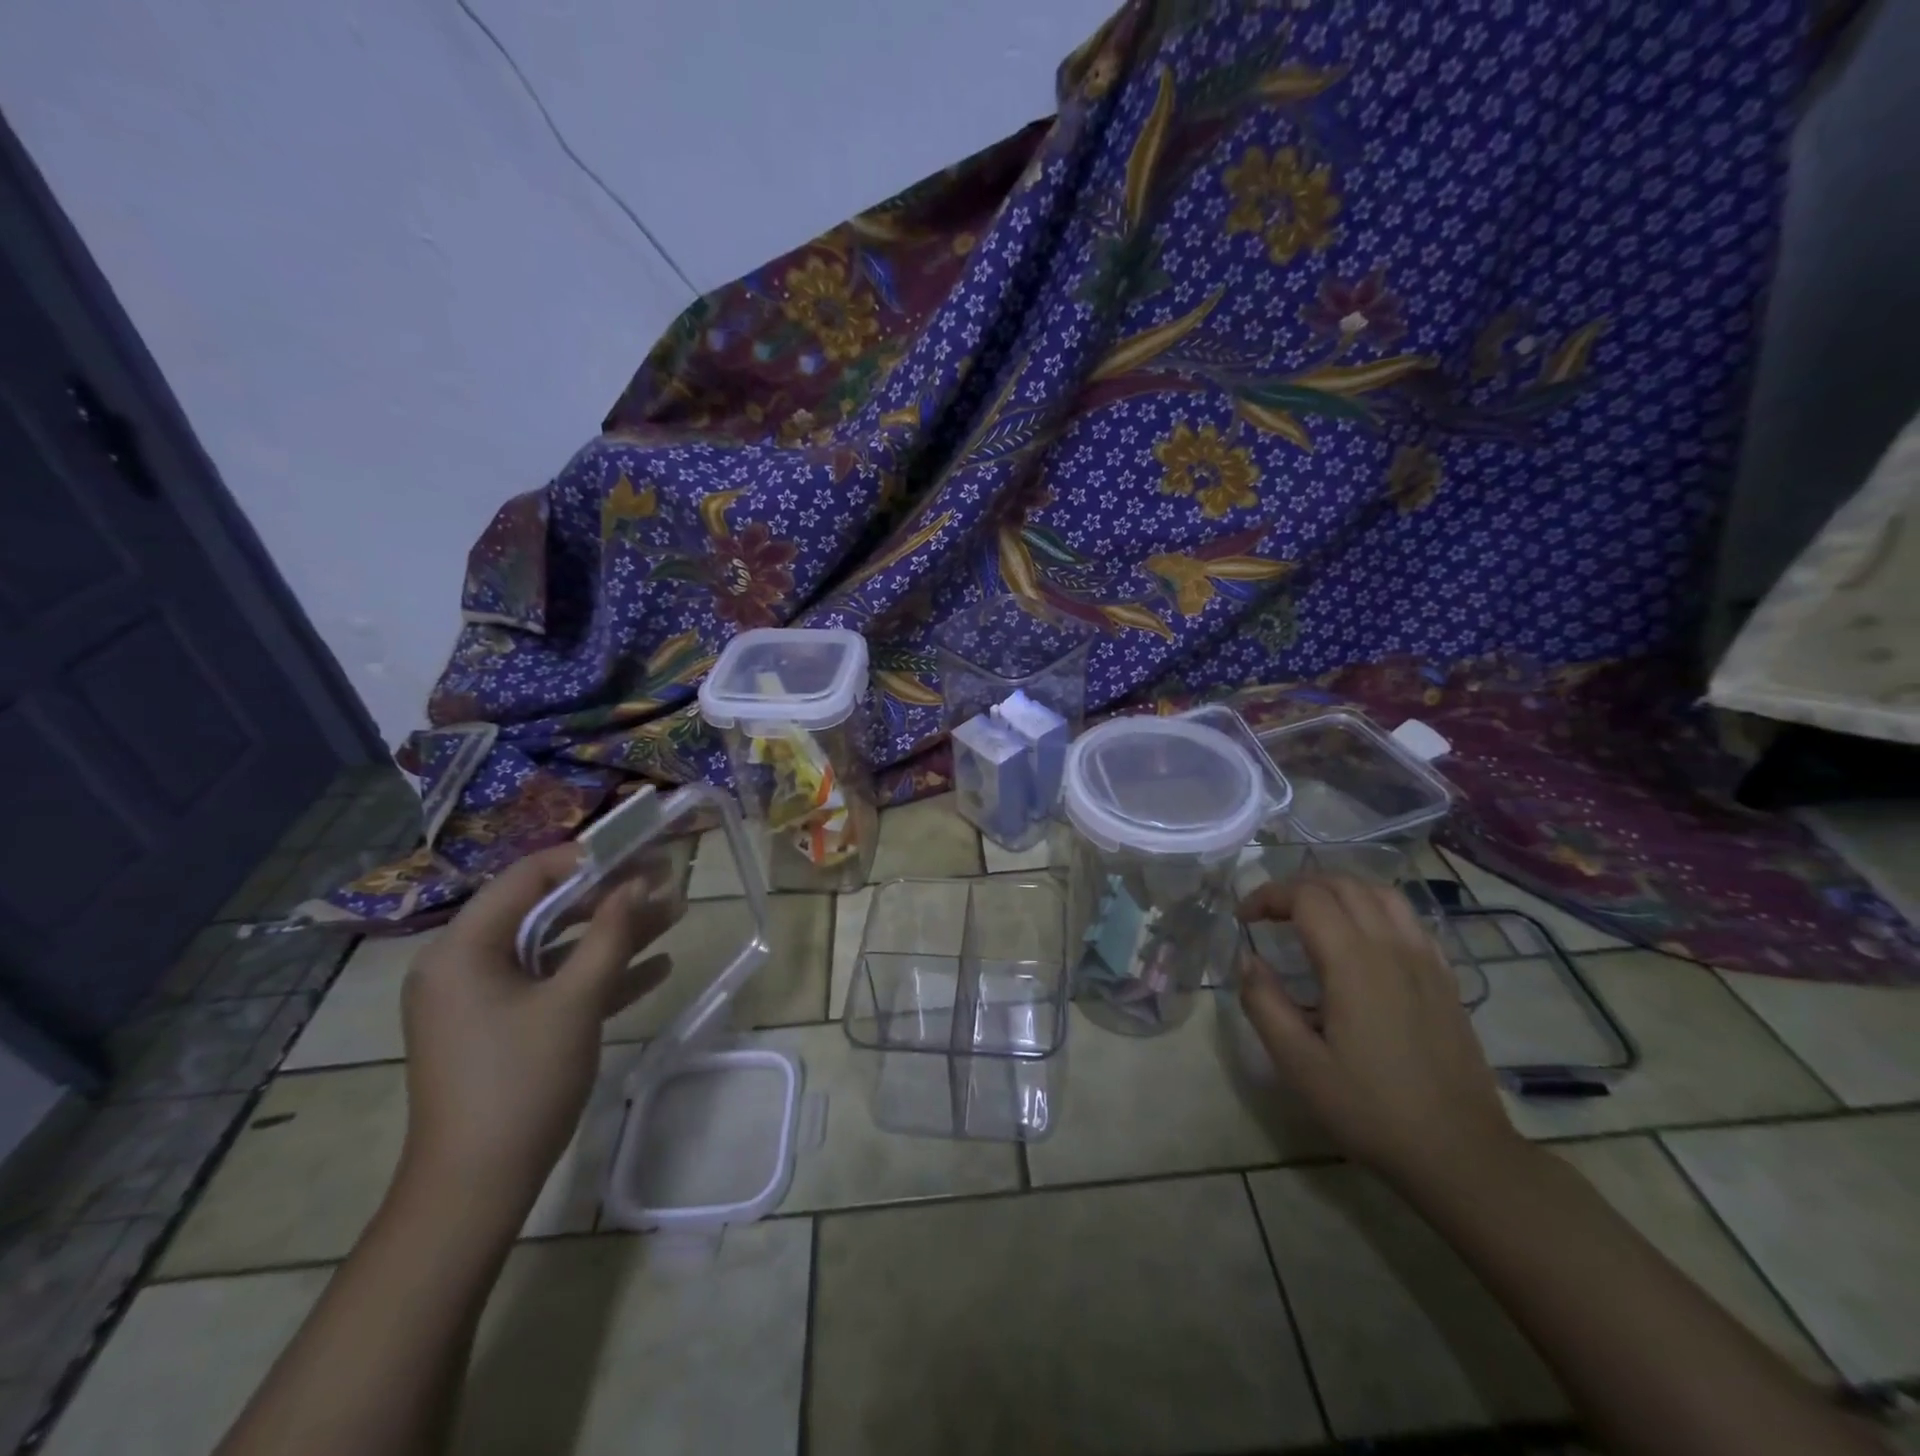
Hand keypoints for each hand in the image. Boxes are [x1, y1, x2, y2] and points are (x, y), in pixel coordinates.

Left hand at [397, 844, 679, 1226]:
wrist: (475, 1189)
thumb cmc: (521, 1082)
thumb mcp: (576, 1001)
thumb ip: (610, 934)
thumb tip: (639, 881)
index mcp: (464, 948)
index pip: (529, 877)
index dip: (589, 858)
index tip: (642, 851)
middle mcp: (466, 963)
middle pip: (548, 910)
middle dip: (613, 897)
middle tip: (669, 881)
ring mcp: (484, 998)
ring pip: (557, 947)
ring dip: (615, 934)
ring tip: (677, 914)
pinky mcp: (503, 1026)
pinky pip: (554, 984)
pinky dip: (599, 974)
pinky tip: (657, 969)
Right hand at [1236, 874, 1529, 1197]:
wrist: (1460, 1153)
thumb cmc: (1371, 1109)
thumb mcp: (1299, 1064)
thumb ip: (1264, 1004)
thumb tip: (1248, 961)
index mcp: (1353, 963)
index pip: (1306, 897)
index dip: (1268, 896)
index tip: (1243, 919)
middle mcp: (1392, 948)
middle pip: (1342, 884)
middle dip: (1298, 887)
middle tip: (1269, 914)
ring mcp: (1425, 960)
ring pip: (1380, 893)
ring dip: (1338, 889)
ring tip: (1312, 913)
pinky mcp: (1445, 978)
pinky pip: (1409, 919)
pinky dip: (1374, 908)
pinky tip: (1362, 936)